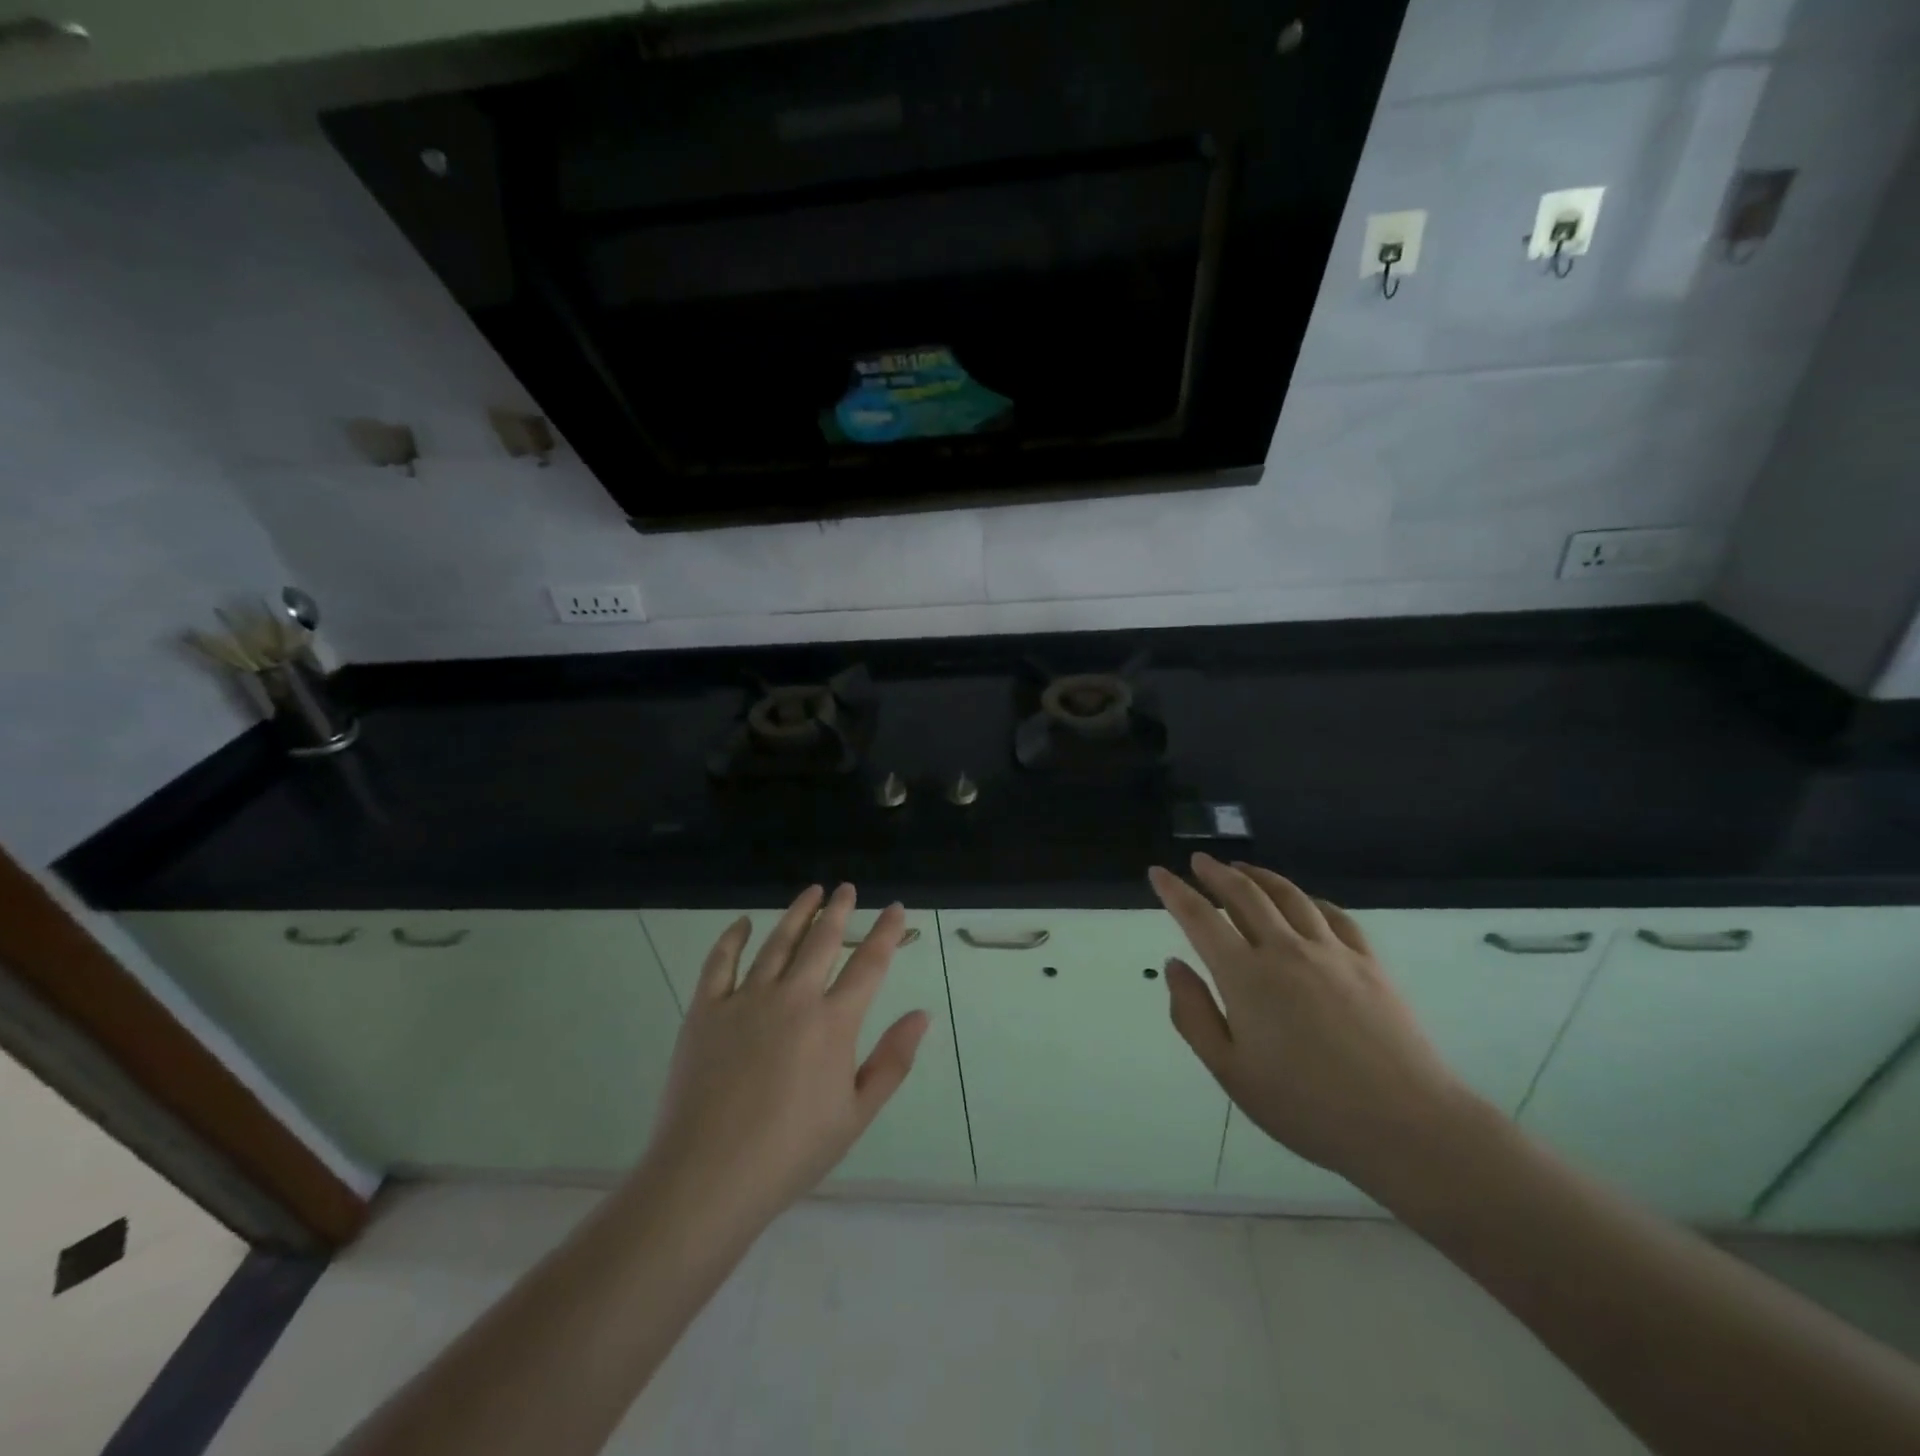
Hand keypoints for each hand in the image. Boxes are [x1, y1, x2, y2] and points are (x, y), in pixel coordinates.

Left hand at [637, 884, 928, 1233]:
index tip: (894, 908)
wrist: (707, 1178)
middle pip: (822, 941)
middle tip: (846, 889)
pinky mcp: (706, 1010)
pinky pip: (720, 962)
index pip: (868, 964)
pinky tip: (744, 923)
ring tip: (811, 891)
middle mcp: (793, 998)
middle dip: (838, 910)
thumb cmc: (790, 1153)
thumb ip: (892, 1061)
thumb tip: (921, 1014)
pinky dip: (733, 938)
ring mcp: (746, 999)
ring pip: (777, 942)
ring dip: (798, 913)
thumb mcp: (856, 1115)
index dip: (885, 932)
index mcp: (833, 1023)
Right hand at [1149, 854, 1481, 1191]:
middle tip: (1199, 860)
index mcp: (1245, 976)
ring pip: (1289, 896)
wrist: (1406, 1125)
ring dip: (1259, 876)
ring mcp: (1332, 952)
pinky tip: (1305, 902)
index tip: (1158, 873)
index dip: (1175, 891)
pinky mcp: (1369, 963)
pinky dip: (1309, 900)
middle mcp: (1285, 950)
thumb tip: (1174, 965)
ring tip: (1242, 869)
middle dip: (1216, 872)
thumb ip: (1193, 1014)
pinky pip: (1334, 916)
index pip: (1200, 918)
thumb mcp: (1231, 1071)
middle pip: (1244, 894)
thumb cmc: (1306, 1106)